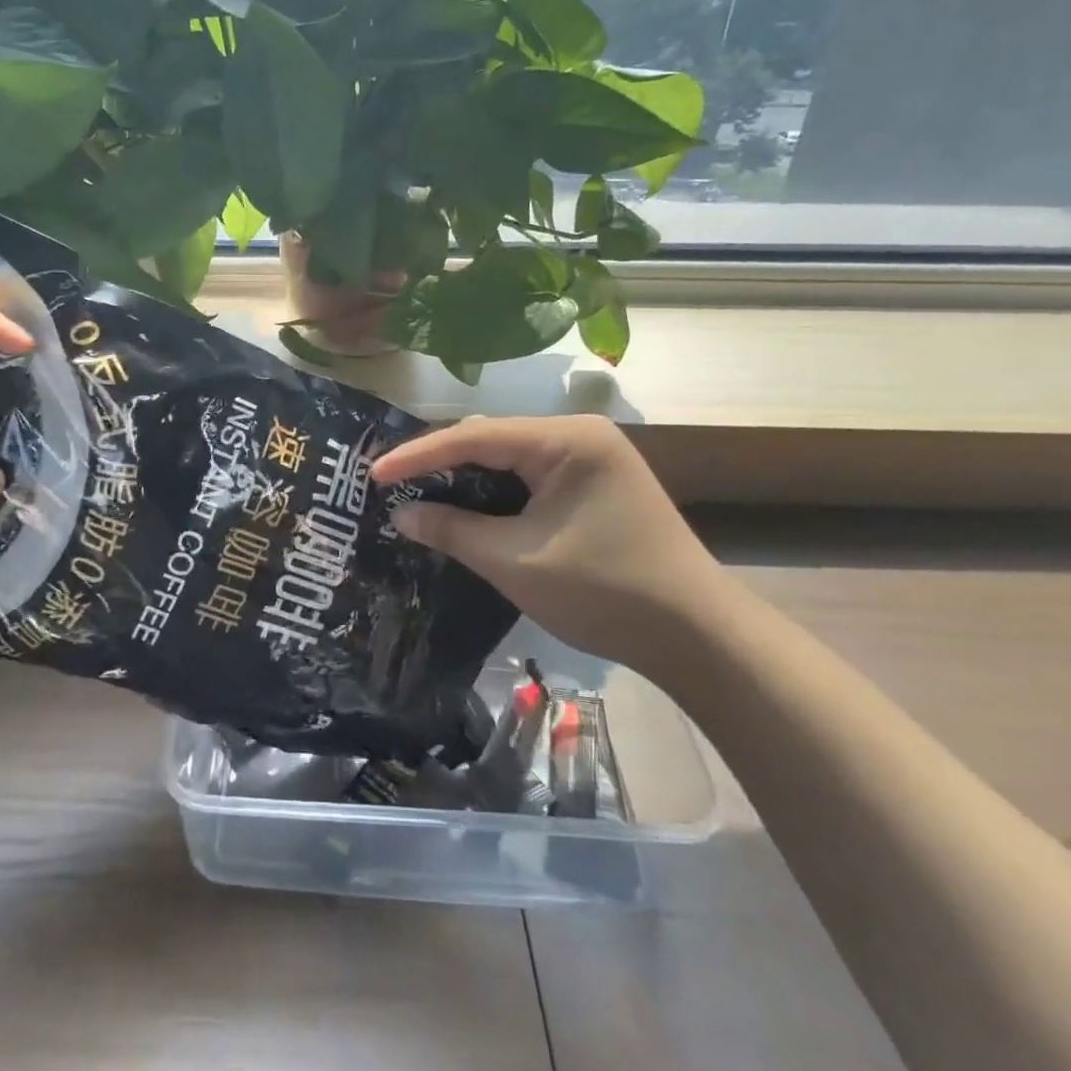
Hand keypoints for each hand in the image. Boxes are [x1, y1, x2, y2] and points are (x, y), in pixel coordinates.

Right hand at [371, 416, 734, 676]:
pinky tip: (467, 507)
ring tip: (418, 494)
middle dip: (439, 463)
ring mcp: (592, 458)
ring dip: (466, 478)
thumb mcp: (515, 561)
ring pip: (509, 457)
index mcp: (565, 440)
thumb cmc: (604, 591)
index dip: (418, 455)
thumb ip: (453, 531)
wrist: (697, 636)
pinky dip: (495, 492)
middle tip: (391, 485)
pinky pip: (531, 476)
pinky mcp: (595, 483)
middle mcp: (579, 435)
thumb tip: (401, 515)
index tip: (373, 474)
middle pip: (491, 439)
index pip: (474, 436)